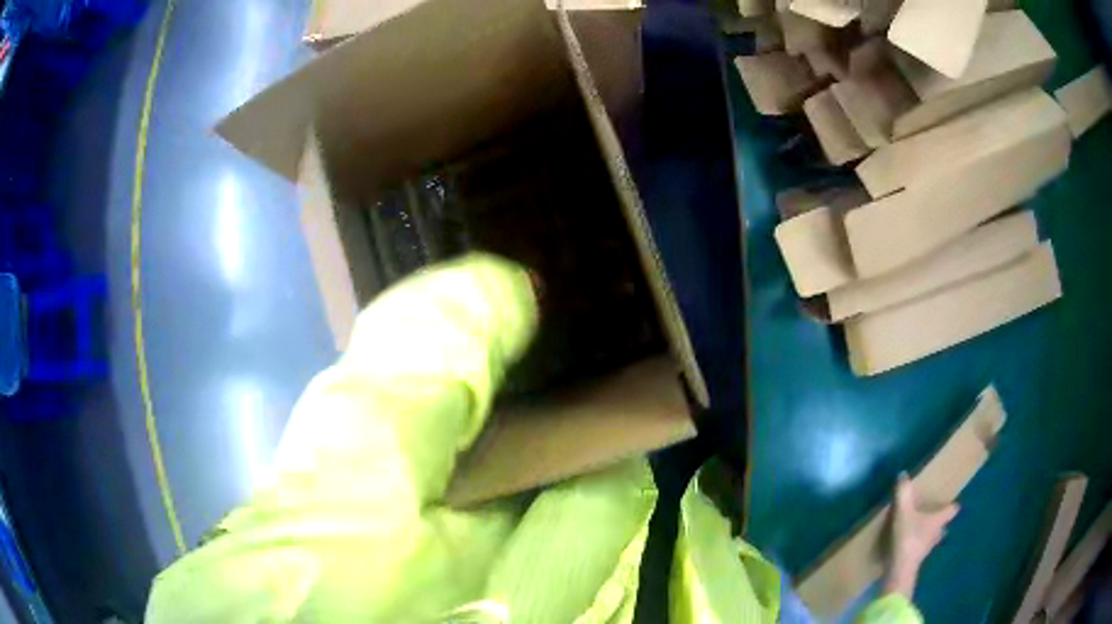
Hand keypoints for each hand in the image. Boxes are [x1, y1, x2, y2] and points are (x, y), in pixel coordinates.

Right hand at [884, 473, 958, 597]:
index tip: (950, 503)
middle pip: (943, 525)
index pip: (952, 510)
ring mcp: (929, 548)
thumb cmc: (908, 537)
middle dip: (939, 522)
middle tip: (932, 517)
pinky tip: (909, 545)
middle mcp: (938, 533)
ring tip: (920, 531)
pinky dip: (918, 546)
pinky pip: (921, 549)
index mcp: (939, 519)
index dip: (952, 506)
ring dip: (929, 535)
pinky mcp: (918, 559)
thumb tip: (904, 474)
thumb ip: (904, 493)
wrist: (900, 569)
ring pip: (933, 538)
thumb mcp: (903, 512)